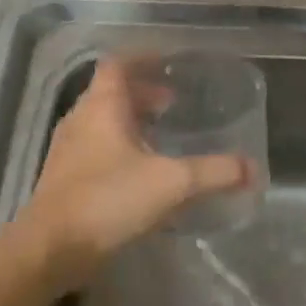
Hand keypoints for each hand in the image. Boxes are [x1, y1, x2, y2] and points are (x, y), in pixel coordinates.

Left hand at [17, 57, 252, 287]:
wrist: (52, 248)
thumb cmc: (108, 200)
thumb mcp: (172, 183)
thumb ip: (214, 172)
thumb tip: (253, 169)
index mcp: (101, 107)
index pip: (118, 64)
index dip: (143, 58)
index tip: (169, 62)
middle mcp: (80, 120)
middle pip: (110, 93)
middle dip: (142, 94)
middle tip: (174, 104)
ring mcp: (68, 150)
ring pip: (102, 123)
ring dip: (130, 122)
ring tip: (161, 137)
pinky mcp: (65, 179)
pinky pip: (96, 150)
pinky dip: (120, 149)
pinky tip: (141, 174)